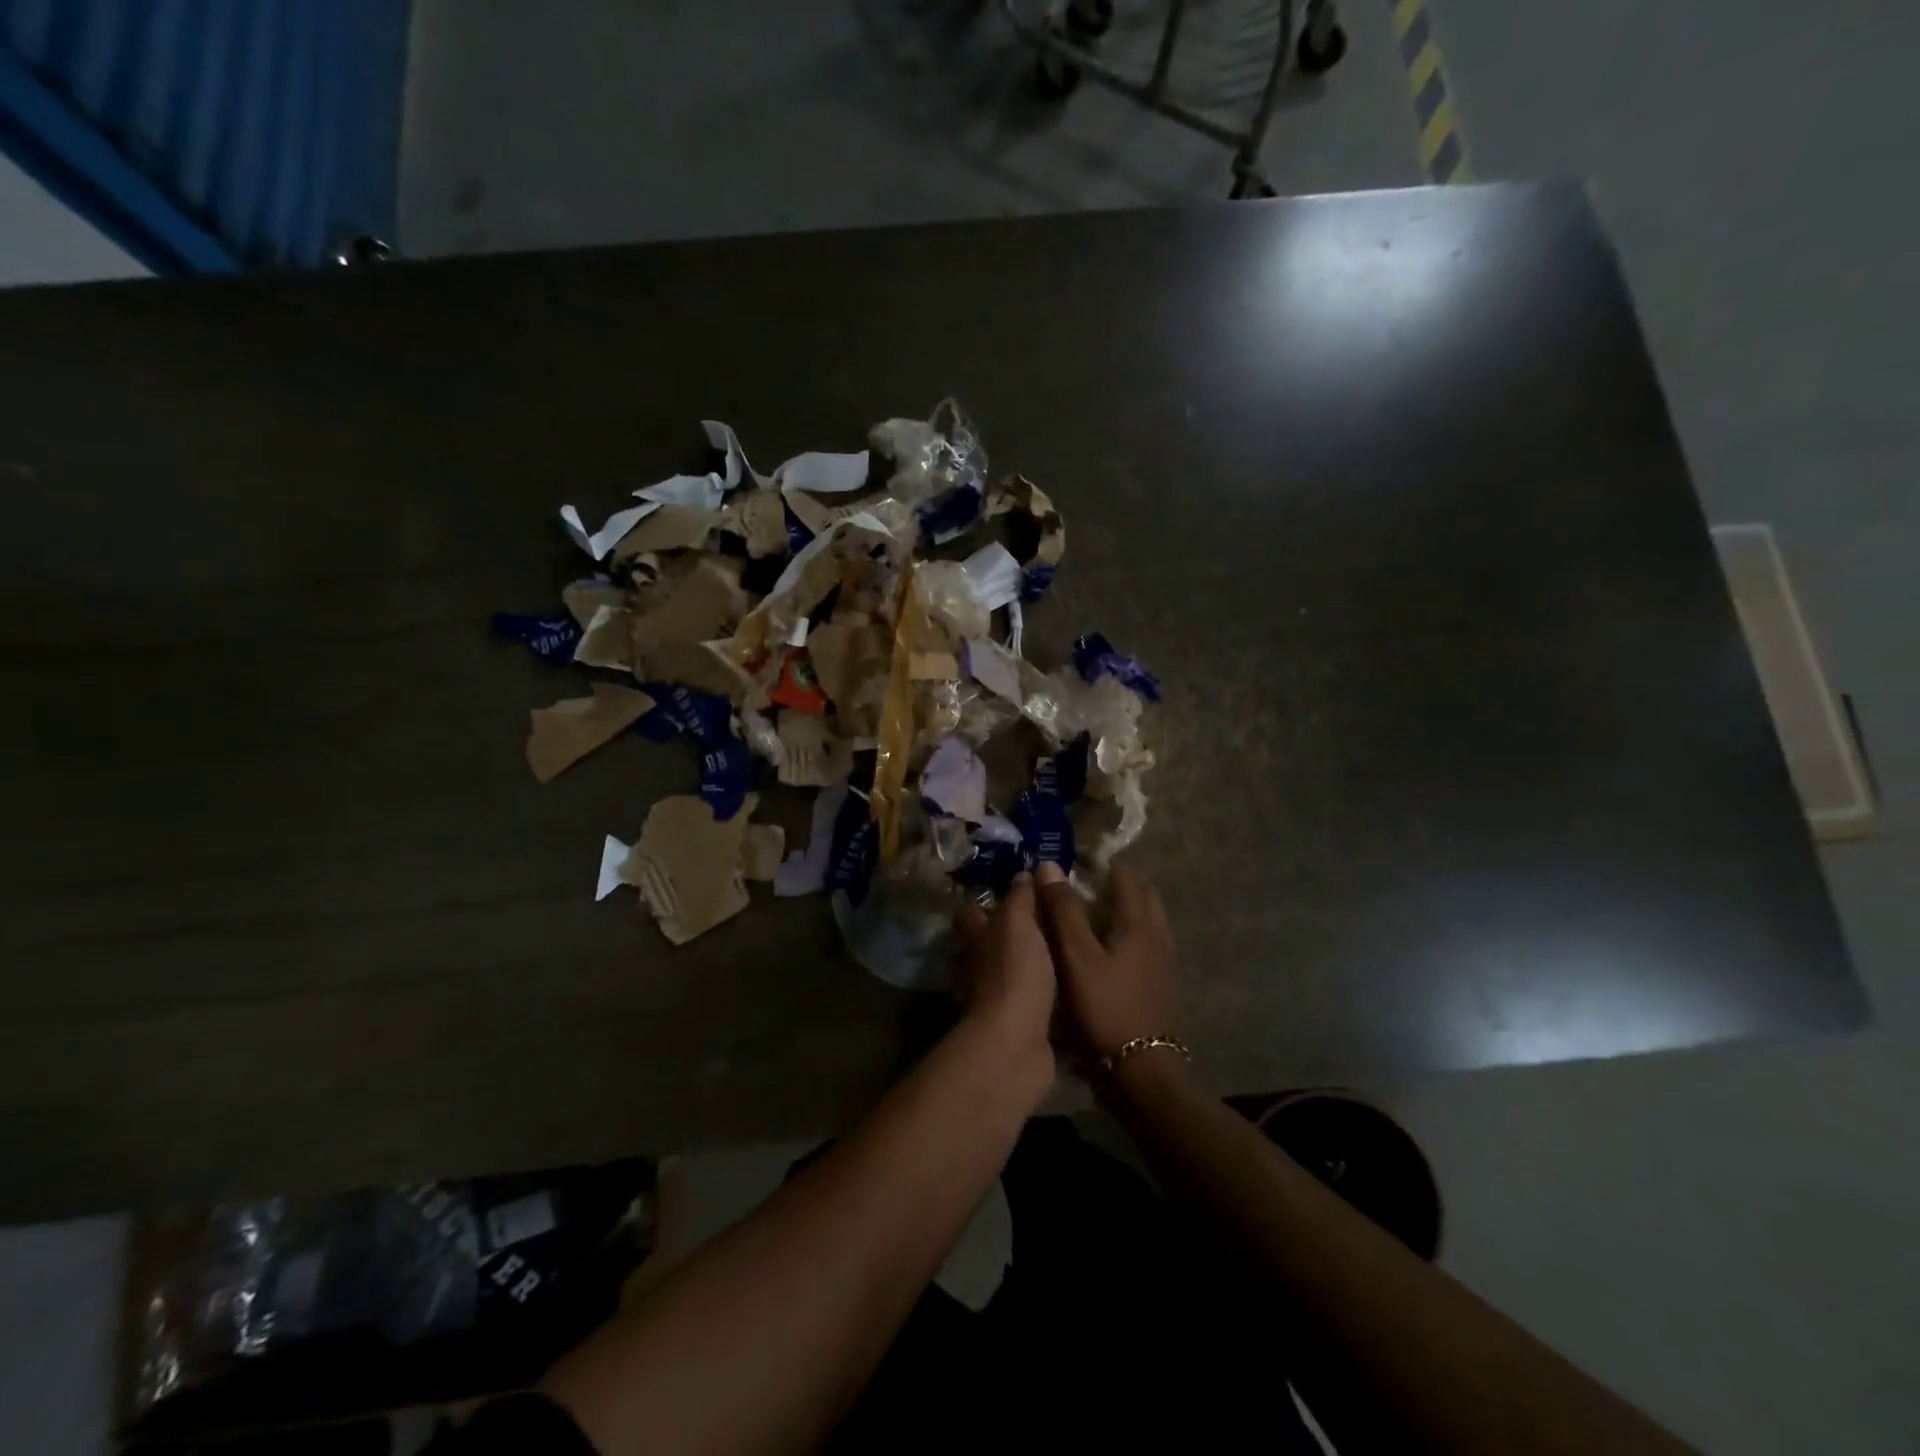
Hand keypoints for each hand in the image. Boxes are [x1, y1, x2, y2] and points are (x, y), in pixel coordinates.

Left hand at [954, 873, 1057, 1085]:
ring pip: (1009, 971)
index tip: (1016, 889)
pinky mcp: (1017, 1023)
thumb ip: (1021, 898)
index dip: (988, 900)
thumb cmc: (1015, 972)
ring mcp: (996, 997)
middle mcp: (980, 965)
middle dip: (1011, 932)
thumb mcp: (1019, 924)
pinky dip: (1042, 992)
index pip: (972, 911)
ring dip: (1028, 963)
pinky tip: (1067, 984)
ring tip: (1064, 948)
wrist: (1017, 1042)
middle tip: (1049, 918)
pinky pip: (1029, 999)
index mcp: (977, 937)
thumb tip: (1022, 873)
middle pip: (989, 942)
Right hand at [1034, 862, 1180, 1064]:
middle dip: (1120, 885)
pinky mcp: (1165, 986)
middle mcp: (1159, 936)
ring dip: (1129, 910)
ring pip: (1150, 922)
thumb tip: (1049, 866)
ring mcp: (1166, 963)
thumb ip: (1064, 911)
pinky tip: (1113, 954)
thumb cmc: (1105, 1007)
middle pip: (1145, 896)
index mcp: (1138, 923)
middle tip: (1089, 887)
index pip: (1126, 877)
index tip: (1079, 862)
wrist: (1142, 1070)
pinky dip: (1134, 935)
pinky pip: (1151, 945)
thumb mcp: (1076, 957)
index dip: (1103, 864)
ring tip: (1098, 917)